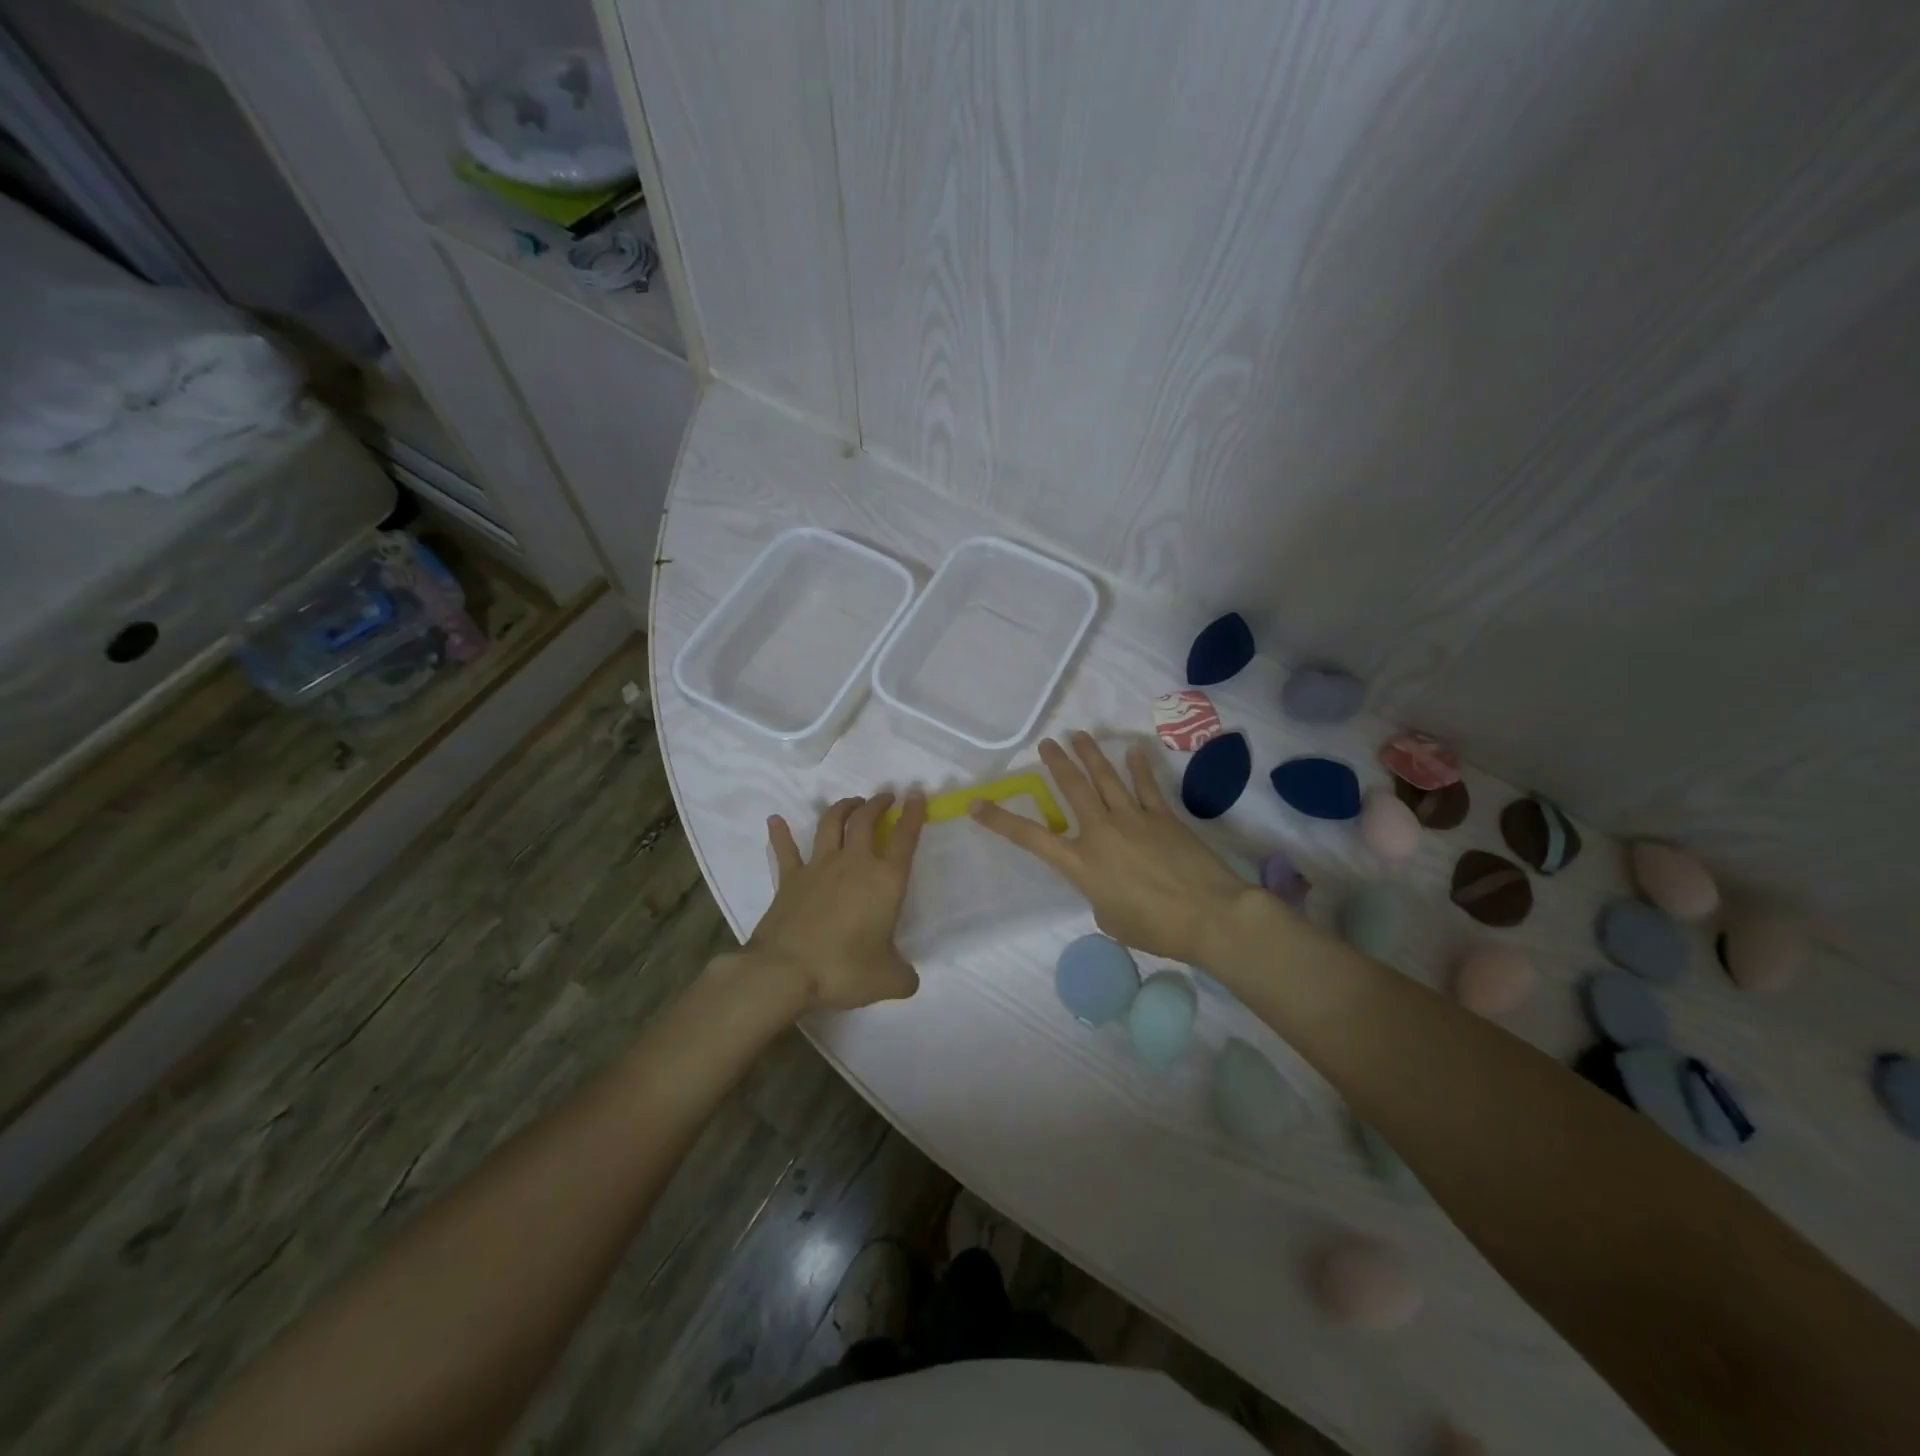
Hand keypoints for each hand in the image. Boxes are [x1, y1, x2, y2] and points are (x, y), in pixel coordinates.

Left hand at [747, 792, 927, 1011]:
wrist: (786, 971)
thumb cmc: (844, 969)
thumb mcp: (888, 980)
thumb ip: (904, 976)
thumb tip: (908, 979)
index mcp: (885, 881)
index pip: (905, 838)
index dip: (913, 814)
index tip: (916, 794)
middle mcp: (854, 864)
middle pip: (866, 820)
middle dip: (877, 804)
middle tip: (885, 797)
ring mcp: (818, 867)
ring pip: (831, 824)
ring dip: (842, 808)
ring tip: (851, 802)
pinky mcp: (789, 878)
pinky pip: (785, 850)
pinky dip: (780, 833)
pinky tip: (775, 819)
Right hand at [969, 734, 1255, 963]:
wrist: (1208, 915)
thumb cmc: (1154, 928)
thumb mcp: (1109, 919)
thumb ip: (1097, 892)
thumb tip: (1105, 877)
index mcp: (1081, 862)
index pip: (1030, 837)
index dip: (1000, 821)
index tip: (976, 804)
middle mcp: (1101, 831)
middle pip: (1073, 789)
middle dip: (1056, 764)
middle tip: (1046, 744)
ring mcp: (1134, 819)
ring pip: (1106, 778)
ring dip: (1091, 755)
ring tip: (1079, 735)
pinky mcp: (1163, 817)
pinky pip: (1146, 786)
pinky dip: (1138, 766)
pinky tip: (1132, 750)